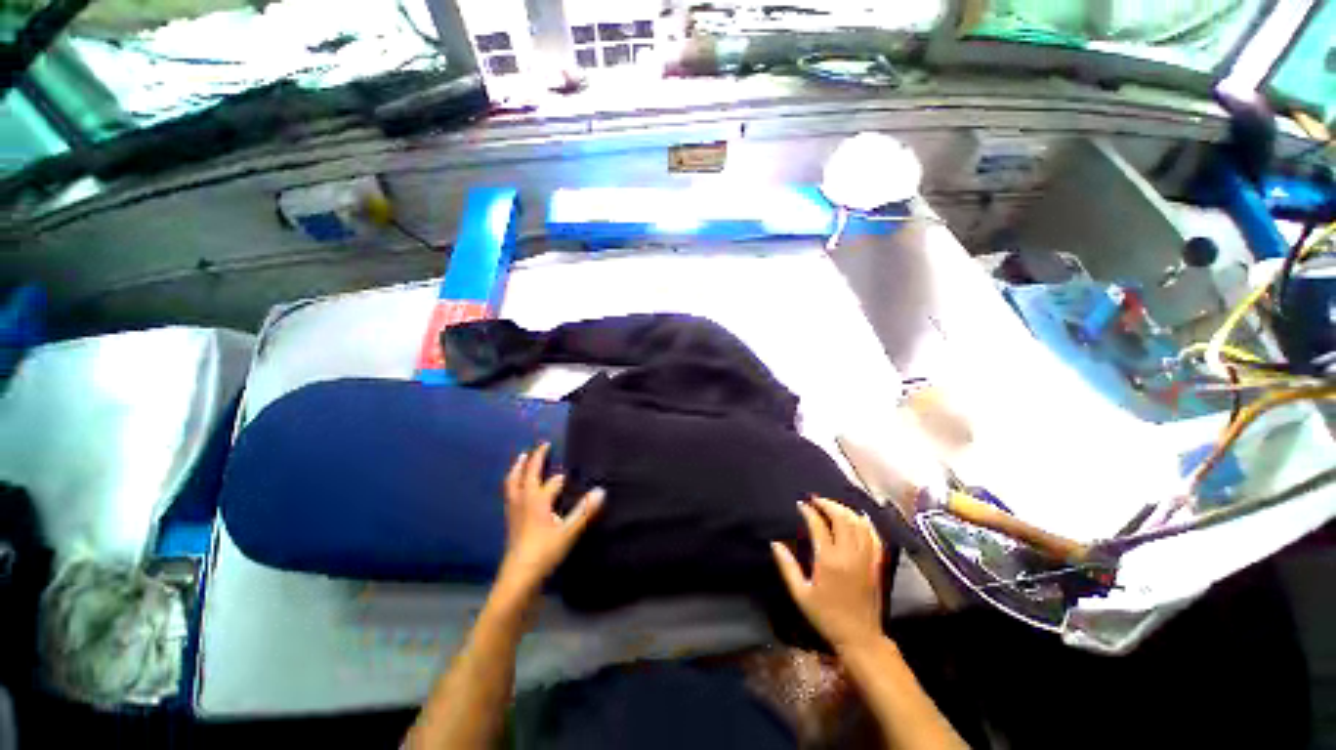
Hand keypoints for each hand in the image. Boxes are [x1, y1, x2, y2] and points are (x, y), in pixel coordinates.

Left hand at [495, 443, 604, 600]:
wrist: (518, 578)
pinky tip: (517, 488)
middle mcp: (523, 501)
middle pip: (526, 475)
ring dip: (519, 468)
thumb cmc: (544, 552)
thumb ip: (585, 511)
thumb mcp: (568, 532)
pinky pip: (510, 494)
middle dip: (534, 459)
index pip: (551, 482)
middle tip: (541, 446)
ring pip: (513, 483)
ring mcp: (514, 511)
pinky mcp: (510, 521)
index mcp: (537, 501)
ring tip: (522, 458)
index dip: (561, 477)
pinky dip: (514, 483)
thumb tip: (601, 491)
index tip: (573, 471)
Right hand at [772, 497, 885, 652]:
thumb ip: (787, 567)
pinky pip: (874, 537)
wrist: (860, 637)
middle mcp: (848, 554)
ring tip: (832, 505)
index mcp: (828, 560)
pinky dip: (866, 523)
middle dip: (828, 504)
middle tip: (816, 500)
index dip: (809, 512)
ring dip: (845, 510)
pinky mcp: (876, 564)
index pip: (819, 525)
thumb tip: (775, 543)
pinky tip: (859, 517)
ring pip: (858, 524)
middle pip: (841, 518)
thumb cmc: (826, 616)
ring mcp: (866, 558)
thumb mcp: (800, 594)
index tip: (801, 505)